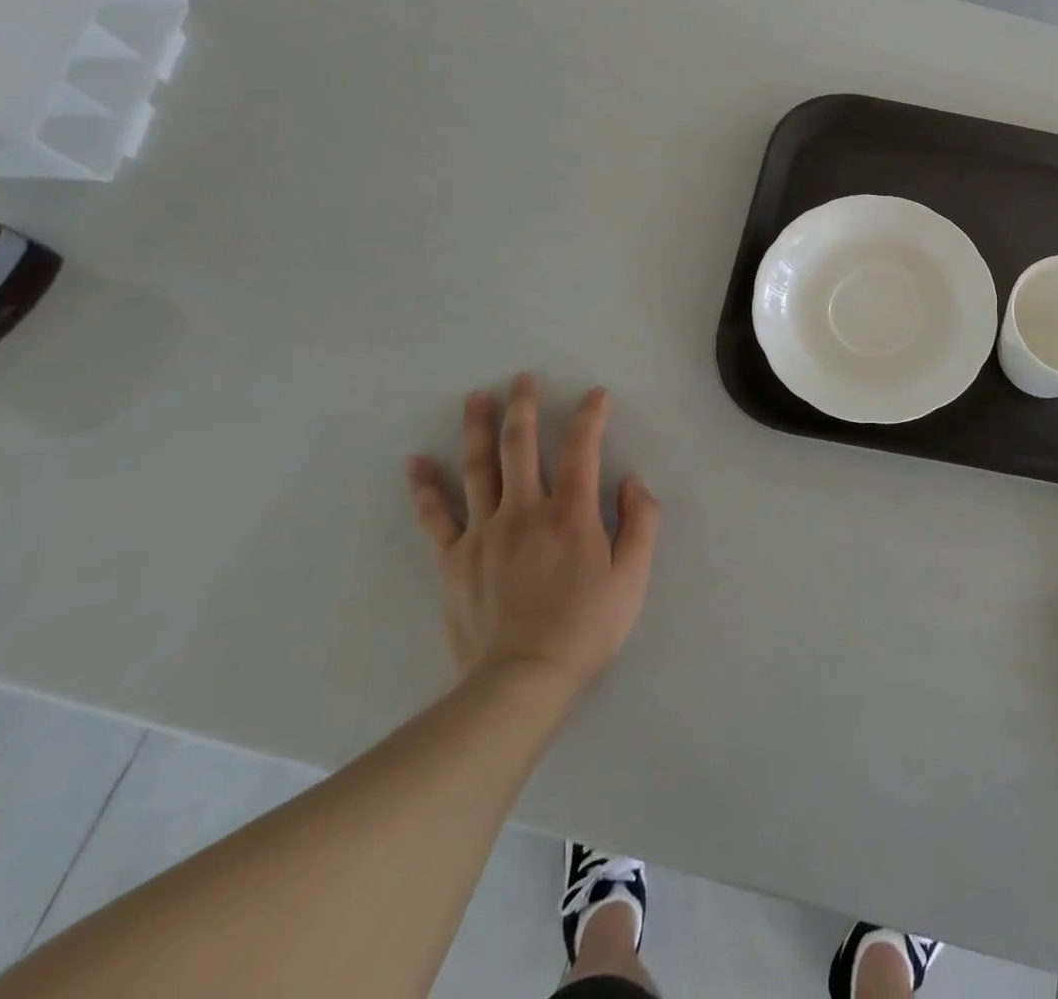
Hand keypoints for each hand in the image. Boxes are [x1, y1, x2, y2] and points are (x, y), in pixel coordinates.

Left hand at [407, 373, 659, 710]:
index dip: (590, 416)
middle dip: (524, 406)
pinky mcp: (453, 558)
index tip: (596, 394)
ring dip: (477, 428)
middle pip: (521, 445)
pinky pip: (435, 515)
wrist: (522, 679)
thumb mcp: (633, 576)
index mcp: (571, 512)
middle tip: (523, 378)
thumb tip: (631, 481)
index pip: (582, 448)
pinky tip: (416, 462)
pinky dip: (425, 486)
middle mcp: (525, 510)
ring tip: (477, 397)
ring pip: (478, 468)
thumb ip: (641, 521)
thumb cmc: (586, 626)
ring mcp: (483, 532)